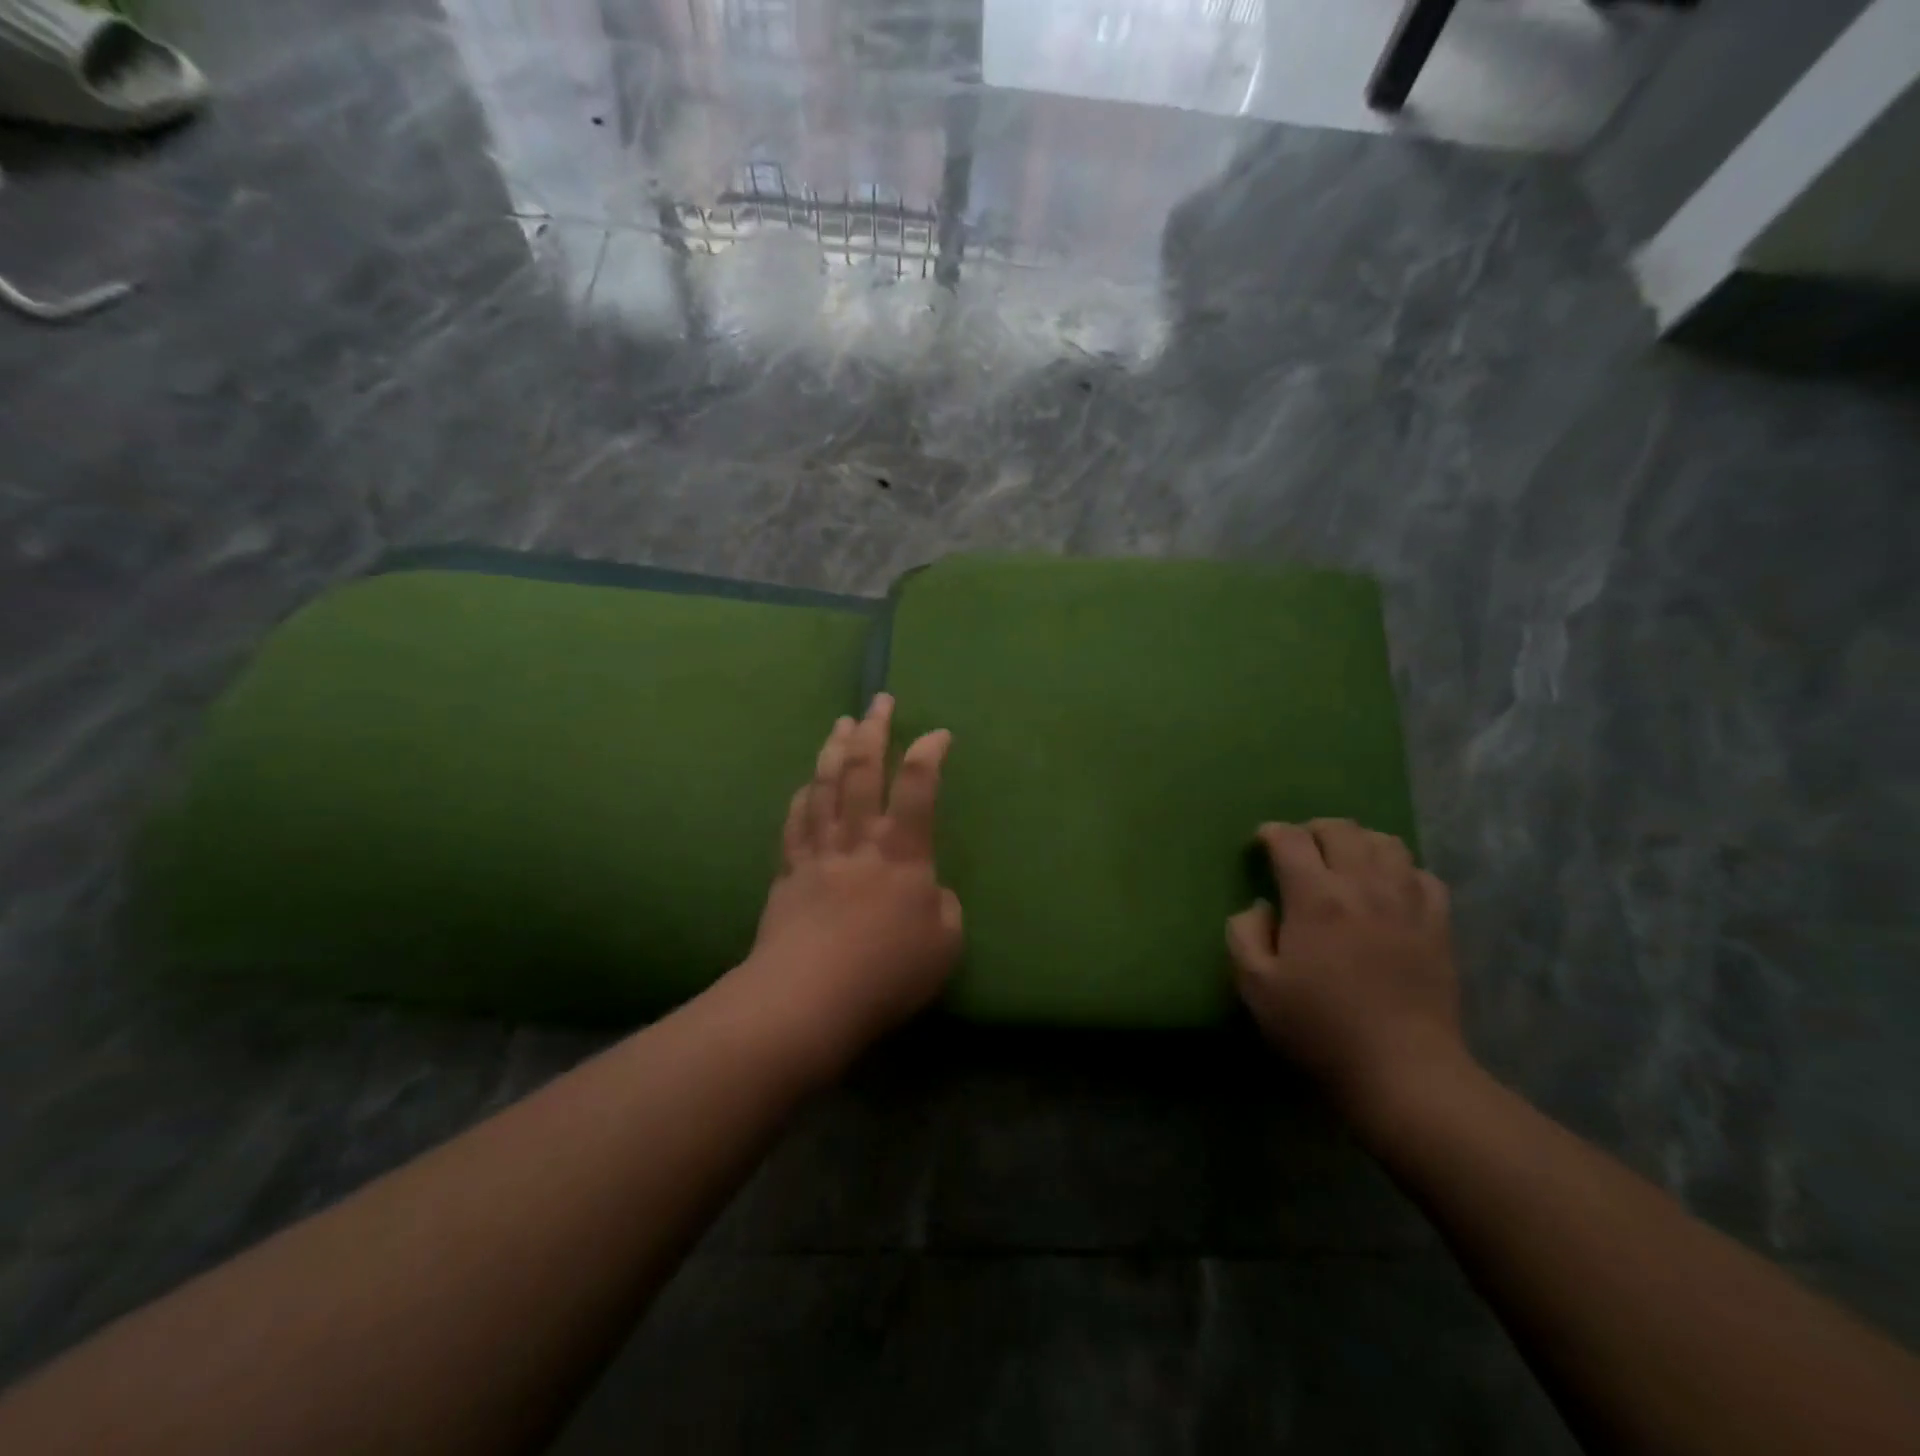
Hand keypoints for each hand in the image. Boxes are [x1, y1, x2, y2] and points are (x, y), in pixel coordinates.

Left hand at [734, 694, 962, 1069]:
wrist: (807, 998)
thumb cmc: (886, 972)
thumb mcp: (945, 945)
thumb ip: (945, 909)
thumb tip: (931, 892)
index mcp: (902, 853)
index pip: (918, 787)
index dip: (929, 753)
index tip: (938, 733)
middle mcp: (859, 840)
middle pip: (863, 772)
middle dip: (872, 731)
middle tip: (879, 700)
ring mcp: (819, 853)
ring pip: (825, 787)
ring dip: (834, 750)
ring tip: (841, 723)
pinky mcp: (789, 873)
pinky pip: (795, 824)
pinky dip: (803, 797)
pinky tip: (806, 784)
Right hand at [1227, 820, 1465, 1114]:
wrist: (1404, 1071)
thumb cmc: (1321, 1029)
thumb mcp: (1256, 987)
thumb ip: (1244, 935)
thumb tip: (1260, 907)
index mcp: (1315, 897)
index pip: (1290, 839)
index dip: (1271, 834)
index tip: (1260, 844)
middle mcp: (1363, 886)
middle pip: (1340, 829)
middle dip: (1313, 830)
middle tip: (1300, 850)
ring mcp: (1407, 902)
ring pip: (1386, 843)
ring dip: (1359, 841)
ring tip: (1345, 861)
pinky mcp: (1438, 925)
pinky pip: (1423, 875)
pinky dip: (1400, 870)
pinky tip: (1390, 889)